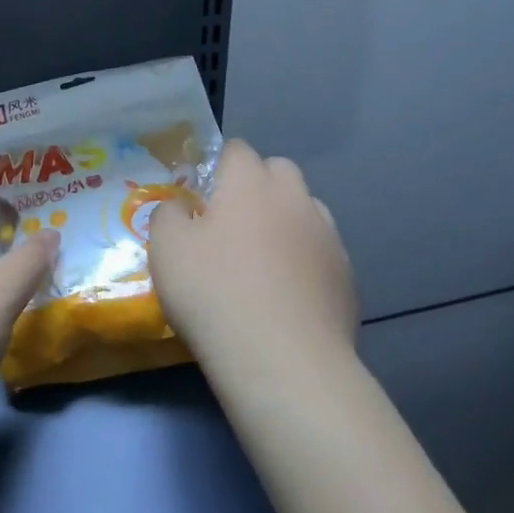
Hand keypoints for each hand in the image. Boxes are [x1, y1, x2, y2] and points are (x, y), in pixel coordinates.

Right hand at [147, 139, 355, 377]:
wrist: (284, 363)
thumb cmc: (215, 294)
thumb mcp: (165, 248)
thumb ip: (168, 213)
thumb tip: (181, 207)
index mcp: (250, 182)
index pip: (237, 149)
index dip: (218, 166)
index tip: (202, 197)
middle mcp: (294, 197)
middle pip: (278, 171)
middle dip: (257, 186)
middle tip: (231, 224)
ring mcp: (327, 236)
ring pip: (305, 209)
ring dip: (285, 220)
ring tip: (263, 261)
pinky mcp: (347, 276)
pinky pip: (321, 251)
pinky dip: (305, 260)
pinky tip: (287, 294)